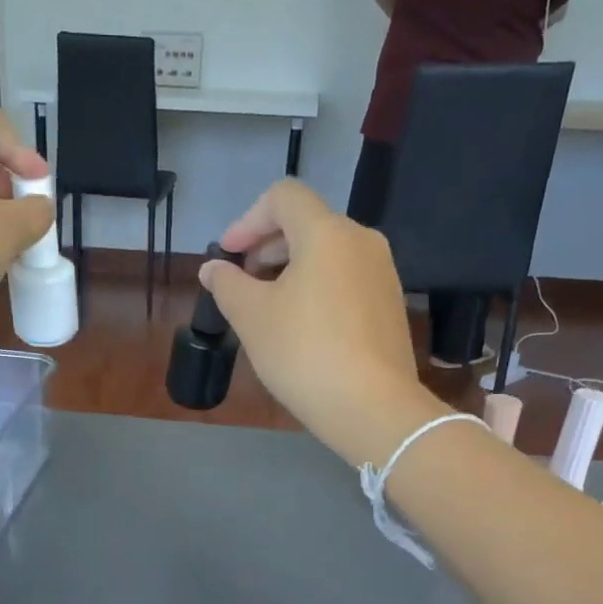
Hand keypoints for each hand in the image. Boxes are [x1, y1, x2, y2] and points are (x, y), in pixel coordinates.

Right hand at [205, 180, 438, 466]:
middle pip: (307, 223)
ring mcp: (382, 272)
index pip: (283, 197)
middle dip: (267, 246)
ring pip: (328, 253)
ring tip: (267, 306)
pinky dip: (316, 287)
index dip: (247, 219)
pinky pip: (345, 278)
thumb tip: (213, 268)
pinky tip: (300, 326)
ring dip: (290, 268)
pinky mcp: (390, 304)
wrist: (372, 406)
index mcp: (327, 233)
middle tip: (241, 281)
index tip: (228, 255)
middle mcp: (361, 241)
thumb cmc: (304, 353)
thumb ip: (227, 284)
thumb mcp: (252, 318)